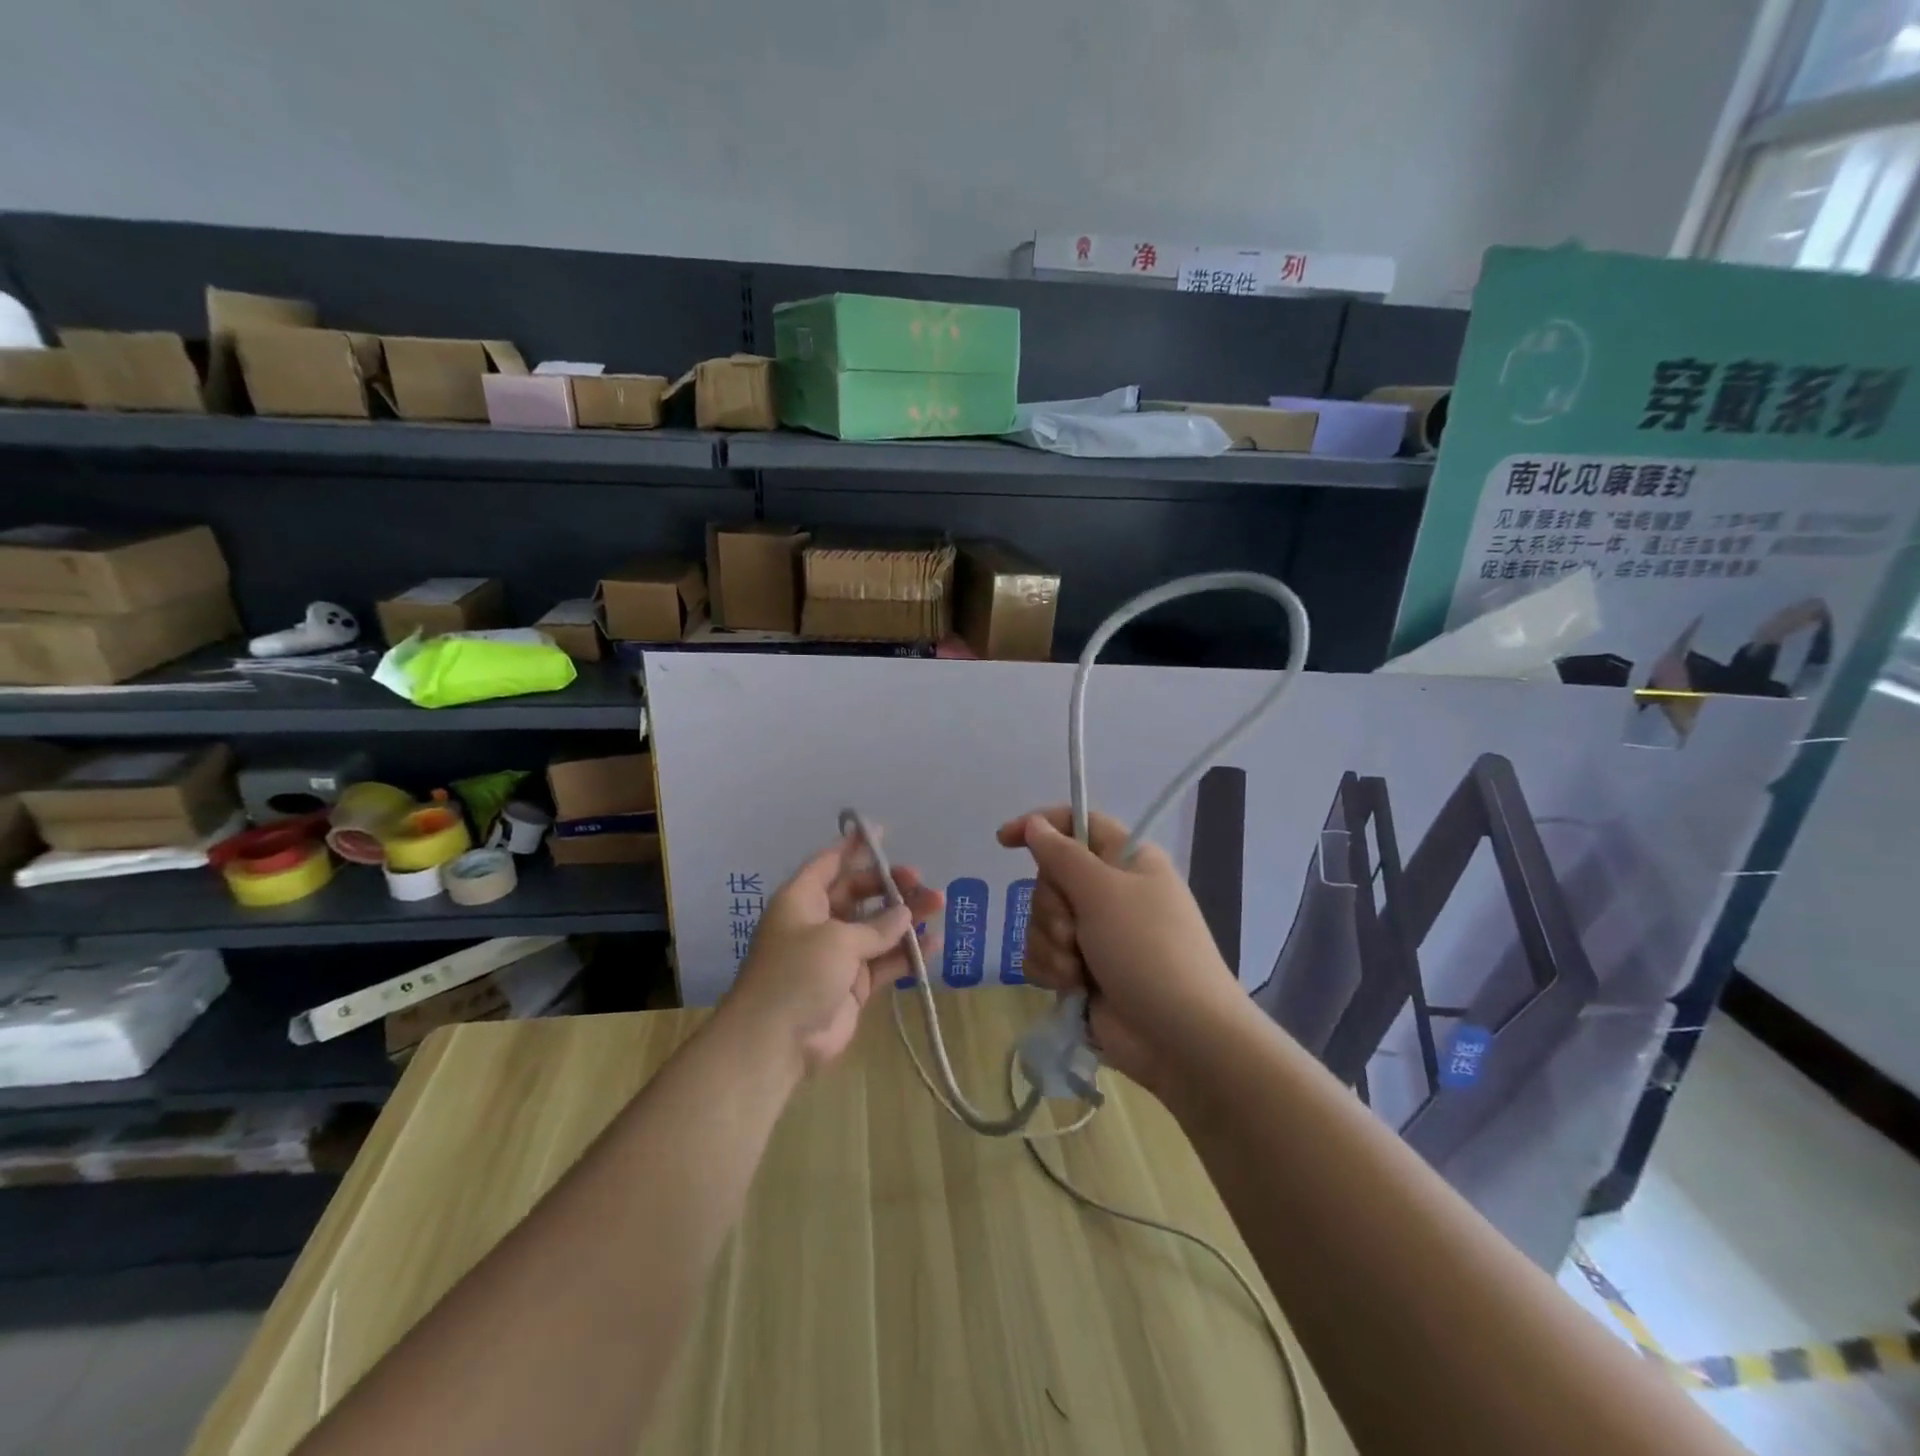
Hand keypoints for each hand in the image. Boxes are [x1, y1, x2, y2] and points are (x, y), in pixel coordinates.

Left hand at [724, 835, 942, 1075]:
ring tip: (939, 904)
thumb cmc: (797, 974)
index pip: (829, 863)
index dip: (854, 847)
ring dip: (905, 917)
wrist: (775, 1042)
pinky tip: (934, 944)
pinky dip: (907, 953)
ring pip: (877, 927)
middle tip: (921, 880)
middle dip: (890, 885)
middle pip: (859, 893)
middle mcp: (819, 922)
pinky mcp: (854, 985)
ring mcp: (838, 955)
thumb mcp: (836, 939)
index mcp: (802, 900)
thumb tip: (905, 915)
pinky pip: (885, 961)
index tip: (882, 832)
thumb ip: (876, 926)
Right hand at [998, 808, 1245, 1094]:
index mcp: (1126, 861)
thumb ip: (1062, 854)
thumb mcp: (1104, 892)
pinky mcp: (1082, 972)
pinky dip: (1050, 969)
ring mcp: (1096, 935)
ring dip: (1051, 944)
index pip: (1078, 825)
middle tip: (1073, 929)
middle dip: (1051, 907)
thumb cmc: (1148, 949)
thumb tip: (1036, 824)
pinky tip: (1071, 986)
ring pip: (1042, 920)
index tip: (1005, 840)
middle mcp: (1110, 893)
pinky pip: (1043, 956)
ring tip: (1078, 968)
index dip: (1041, 826)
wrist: (1181, 1037)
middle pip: (1051, 877)